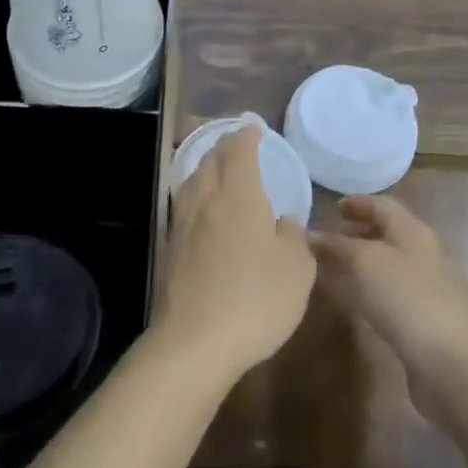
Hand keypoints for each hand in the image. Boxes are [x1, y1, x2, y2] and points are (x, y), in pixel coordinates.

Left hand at [153, 125, 314, 385]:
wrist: (196, 340)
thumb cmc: (255, 300)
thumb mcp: (296, 271)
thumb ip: (293, 238)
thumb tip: (282, 221)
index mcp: (239, 196)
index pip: (239, 152)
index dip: (246, 136)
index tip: (253, 127)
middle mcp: (207, 199)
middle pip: (211, 160)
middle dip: (224, 145)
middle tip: (236, 142)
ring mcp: (184, 222)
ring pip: (193, 179)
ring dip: (206, 165)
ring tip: (217, 167)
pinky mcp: (171, 246)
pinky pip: (184, 202)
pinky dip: (196, 191)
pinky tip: (203, 206)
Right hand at [310, 196, 467, 421]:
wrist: (452, 364)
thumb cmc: (404, 299)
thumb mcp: (363, 263)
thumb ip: (336, 245)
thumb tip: (311, 235)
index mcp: (413, 231)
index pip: (383, 205)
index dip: (358, 203)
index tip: (334, 208)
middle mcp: (426, 253)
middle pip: (390, 233)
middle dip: (360, 231)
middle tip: (332, 238)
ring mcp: (432, 287)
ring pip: (393, 263)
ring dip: (366, 261)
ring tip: (339, 269)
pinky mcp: (431, 318)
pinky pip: (397, 290)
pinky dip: (376, 286)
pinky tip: (362, 301)